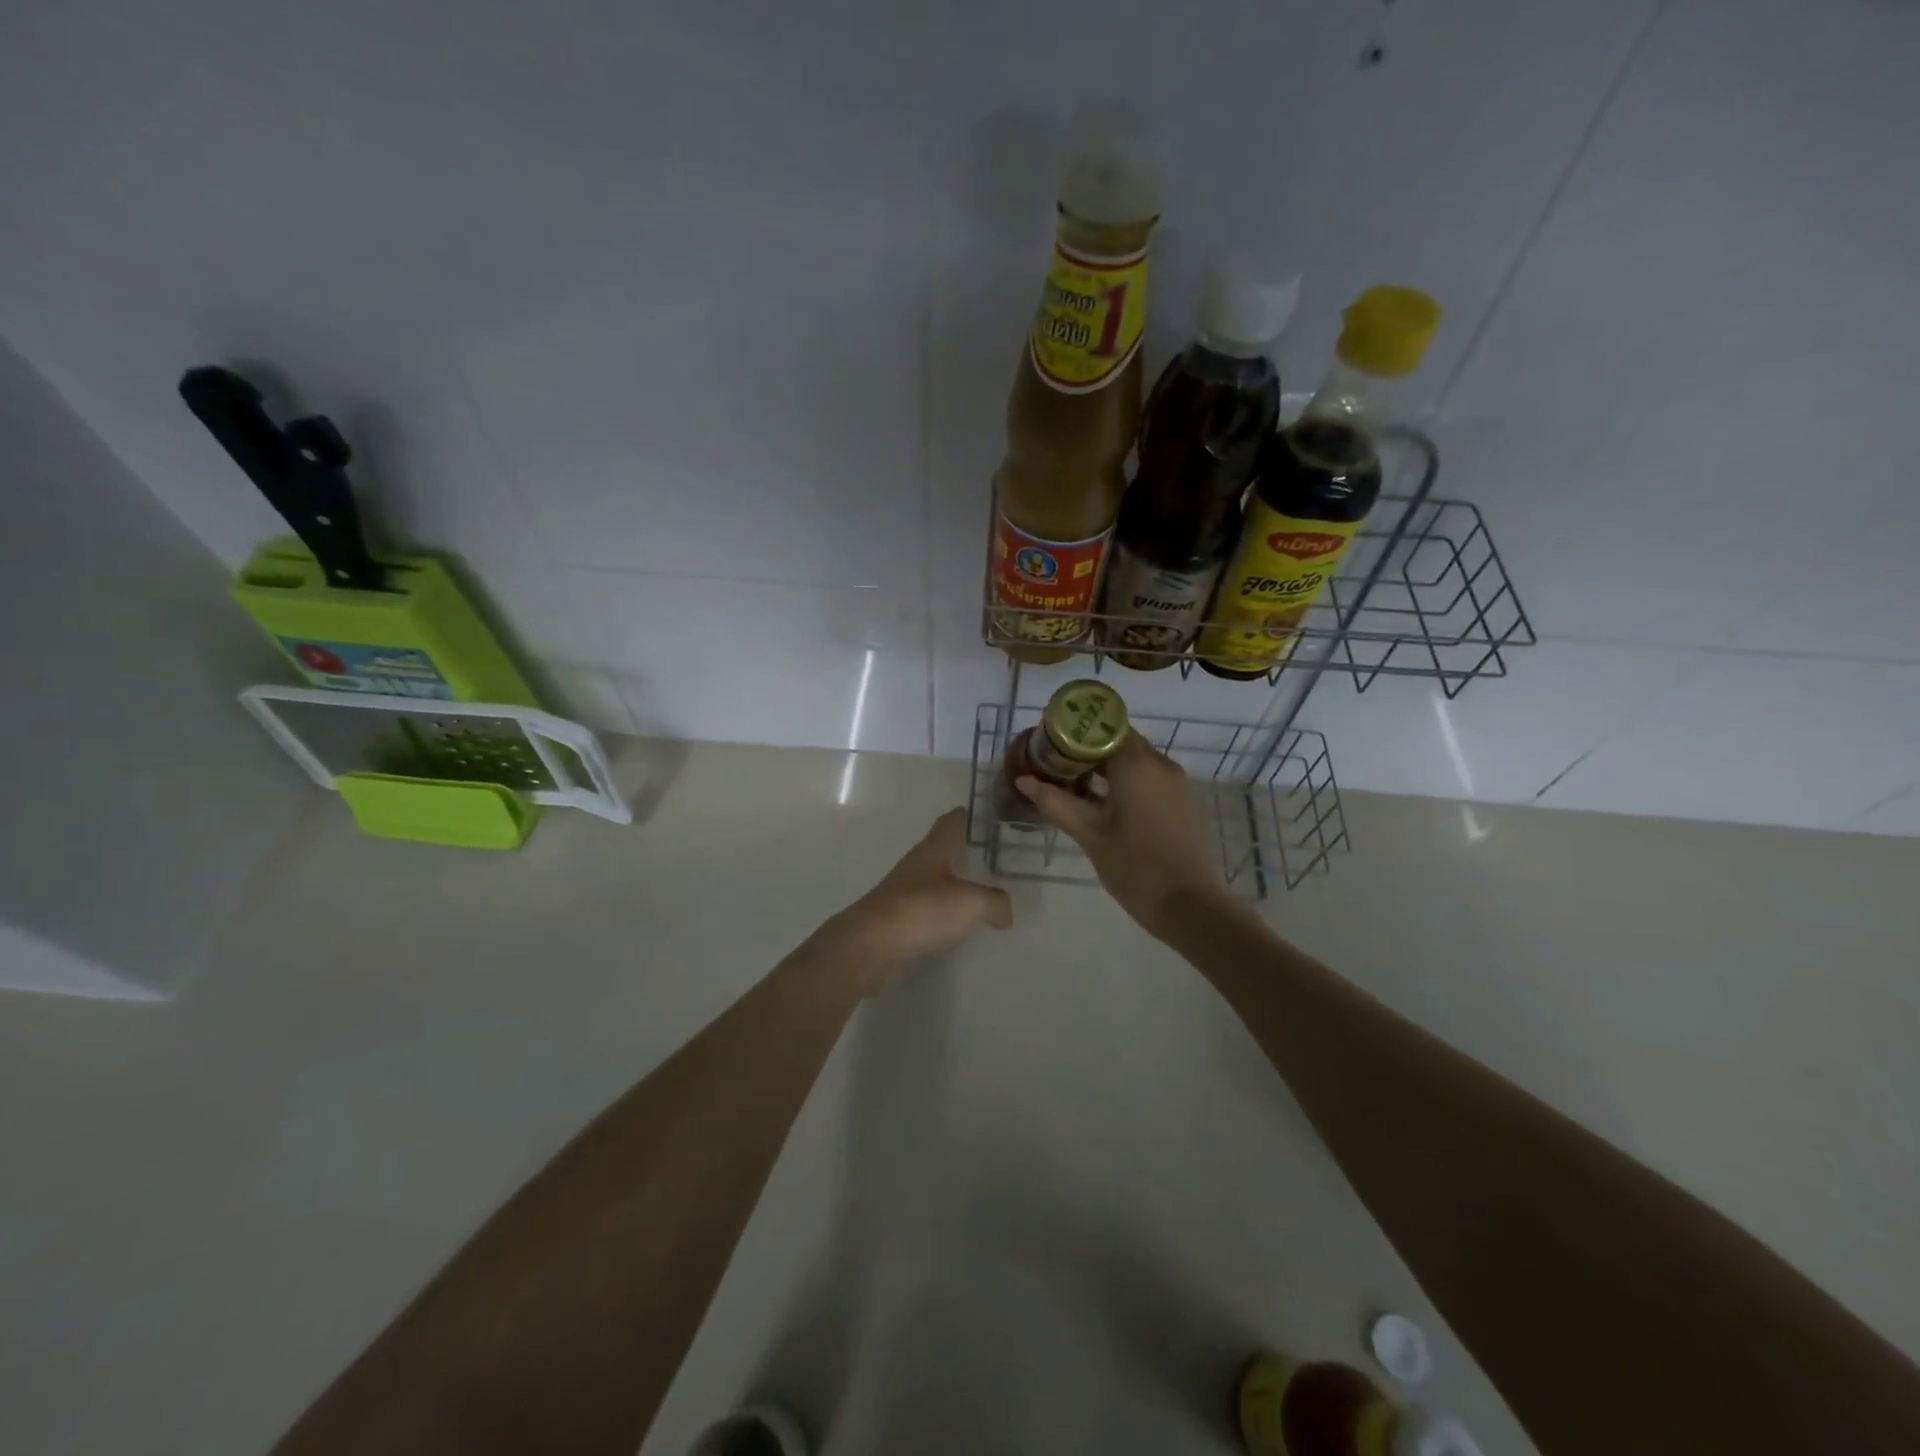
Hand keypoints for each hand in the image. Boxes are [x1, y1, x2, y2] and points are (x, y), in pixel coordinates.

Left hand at [821, 808, 1012, 993]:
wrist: (872, 944)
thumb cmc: (923, 909)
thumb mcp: (972, 902)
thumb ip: (995, 902)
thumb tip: (1005, 912)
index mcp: (934, 848)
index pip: (953, 821)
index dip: (970, 817)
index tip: (991, 818)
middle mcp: (918, 864)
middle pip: (943, 850)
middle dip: (966, 851)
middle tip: (996, 859)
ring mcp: (904, 891)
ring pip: (936, 879)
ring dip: (955, 883)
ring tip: (983, 893)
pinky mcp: (898, 919)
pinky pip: (928, 909)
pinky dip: (944, 912)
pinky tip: (959, 924)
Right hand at [1016, 732, 1224, 938]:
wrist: (1188, 905)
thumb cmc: (1133, 864)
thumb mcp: (1088, 833)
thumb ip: (1054, 801)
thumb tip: (1023, 780)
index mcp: (1138, 763)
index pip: (1104, 728)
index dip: (1076, 733)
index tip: (1051, 745)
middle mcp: (1161, 764)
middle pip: (1120, 743)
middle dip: (1087, 752)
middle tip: (1055, 767)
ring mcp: (1176, 784)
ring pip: (1135, 763)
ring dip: (1105, 770)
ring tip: (1073, 787)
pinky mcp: (1183, 803)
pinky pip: (1149, 781)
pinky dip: (1125, 784)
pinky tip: (1103, 806)